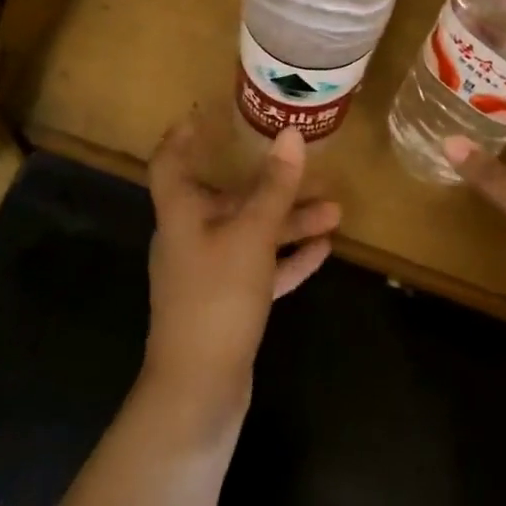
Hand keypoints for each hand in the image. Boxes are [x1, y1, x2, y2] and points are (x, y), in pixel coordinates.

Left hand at [143, 117, 338, 405]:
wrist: (199, 391)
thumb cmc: (216, 299)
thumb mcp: (251, 237)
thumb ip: (273, 188)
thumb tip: (291, 135)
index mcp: (181, 215)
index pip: (170, 163)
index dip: (183, 137)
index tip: (205, 115)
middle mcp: (190, 239)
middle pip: (227, 200)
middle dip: (269, 186)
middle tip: (306, 168)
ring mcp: (209, 275)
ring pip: (251, 235)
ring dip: (289, 223)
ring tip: (335, 212)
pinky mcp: (228, 305)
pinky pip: (261, 269)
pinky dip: (287, 258)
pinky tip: (322, 251)